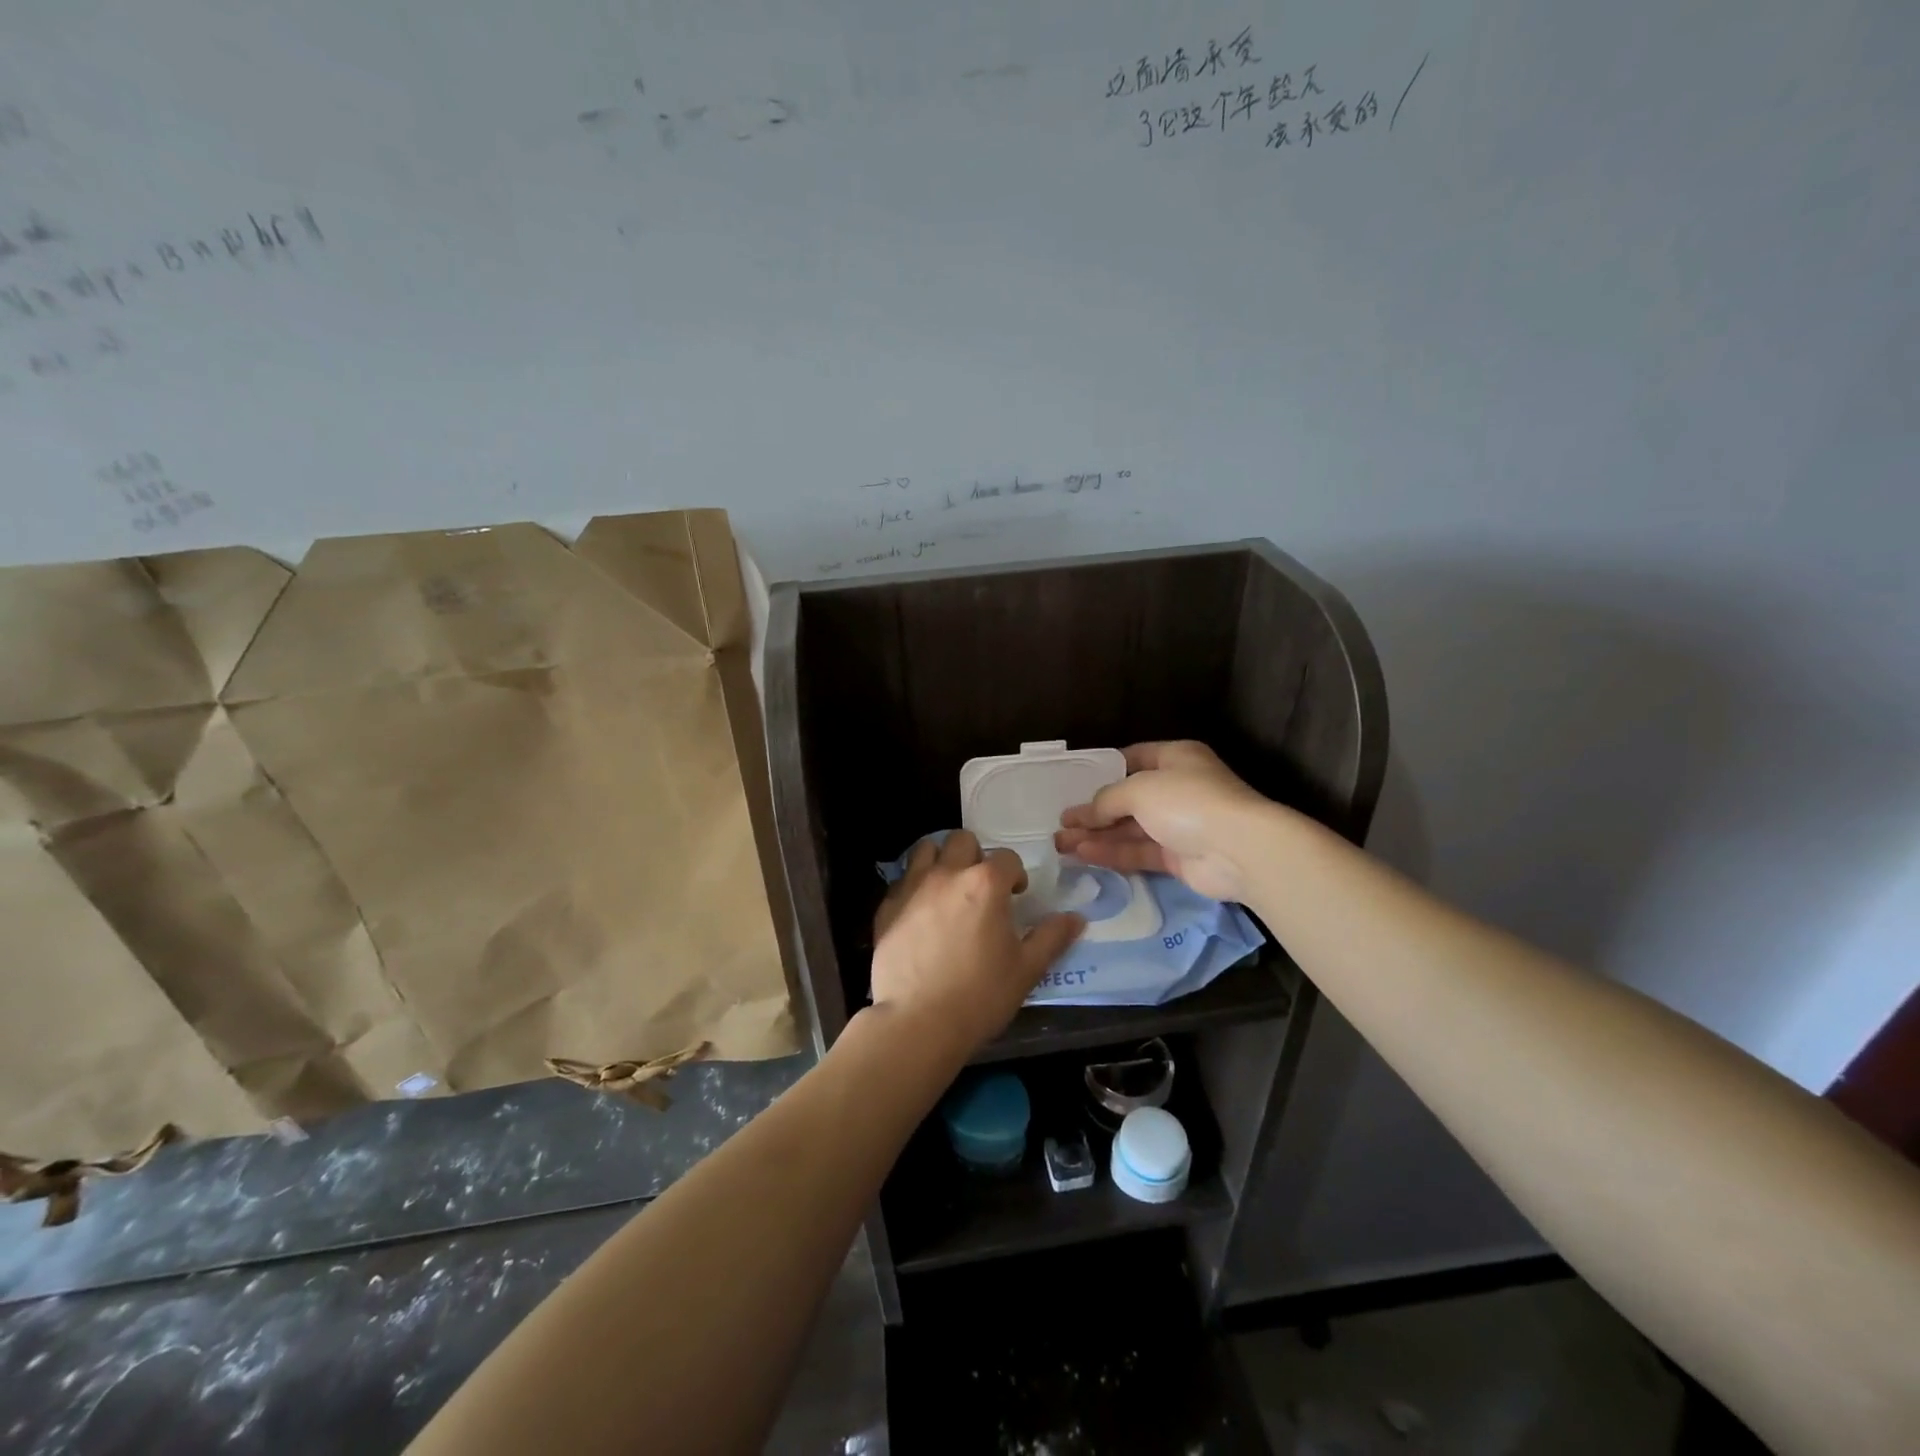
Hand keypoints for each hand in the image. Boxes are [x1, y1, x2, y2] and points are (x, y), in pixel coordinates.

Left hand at [869, 831, 1083, 1058]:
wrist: (917, 1023)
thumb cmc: (980, 995)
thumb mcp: (1026, 970)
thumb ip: (1051, 938)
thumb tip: (1075, 918)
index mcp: (985, 883)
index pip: (1007, 858)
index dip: (1015, 875)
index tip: (1015, 896)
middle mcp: (947, 874)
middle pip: (962, 841)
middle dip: (975, 857)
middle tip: (980, 888)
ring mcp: (912, 887)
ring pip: (926, 850)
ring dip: (940, 860)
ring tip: (947, 888)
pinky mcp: (886, 907)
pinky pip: (902, 880)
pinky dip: (914, 887)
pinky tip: (920, 913)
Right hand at [1055, 741, 1273, 903]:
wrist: (1239, 850)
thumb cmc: (1188, 801)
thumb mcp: (1138, 789)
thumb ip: (1106, 800)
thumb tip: (1083, 813)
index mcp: (1175, 758)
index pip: (1133, 758)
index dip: (1103, 770)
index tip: (1074, 784)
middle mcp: (1177, 788)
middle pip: (1127, 799)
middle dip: (1093, 811)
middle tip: (1061, 822)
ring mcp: (1179, 825)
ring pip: (1130, 828)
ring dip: (1096, 835)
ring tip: (1060, 843)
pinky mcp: (1178, 857)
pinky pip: (1139, 851)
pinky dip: (1112, 852)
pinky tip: (1082, 854)